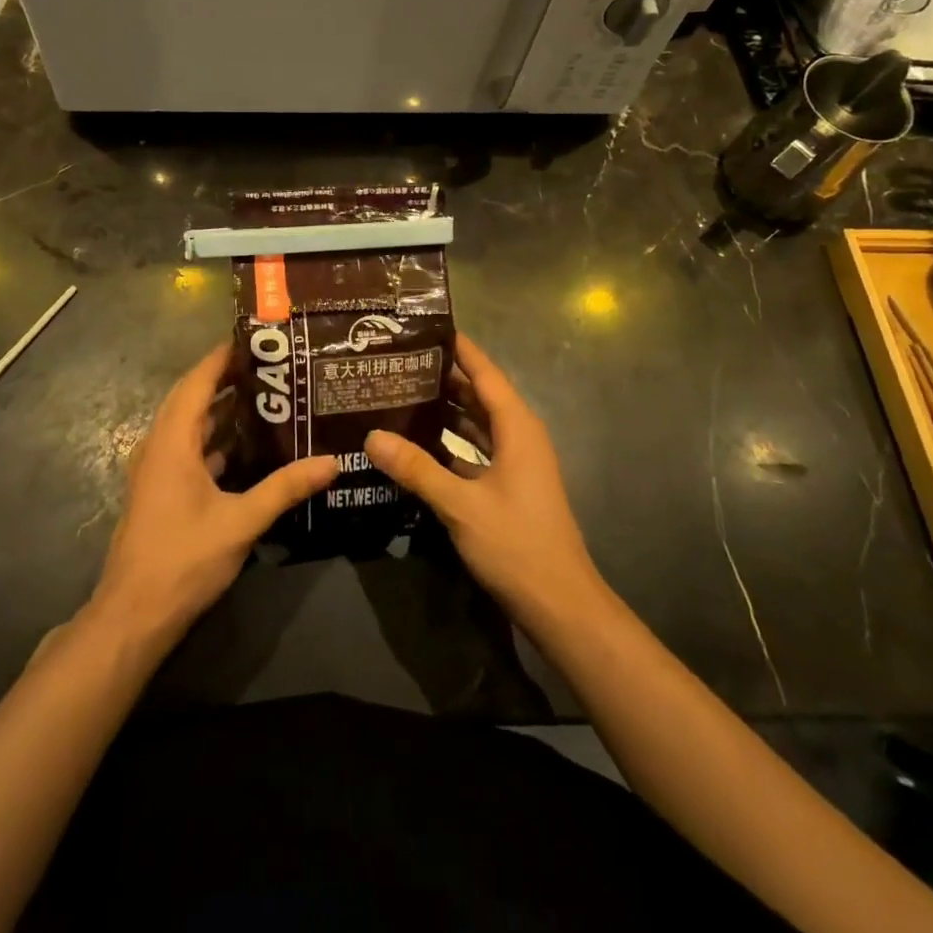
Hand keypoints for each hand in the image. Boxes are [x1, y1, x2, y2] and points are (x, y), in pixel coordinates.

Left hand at [89, 342, 337, 650]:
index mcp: (172, 442)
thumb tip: (332, 462)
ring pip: (188, 426)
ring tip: (264, 398)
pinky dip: (214, 439)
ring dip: (220, 410)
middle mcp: (159, 447)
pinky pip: (188, 449)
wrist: (135, 614)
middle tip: (269, 366)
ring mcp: (156, 470)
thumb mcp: (241, 521)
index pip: (196, 382)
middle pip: (190, 398)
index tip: (254, 339)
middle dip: (225, 378)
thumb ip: (285, 488)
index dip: (221, 357)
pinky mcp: (160, 491)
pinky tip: (246, 447)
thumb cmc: (183, 558)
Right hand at [364, 335, 607, 637]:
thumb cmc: (517, 545)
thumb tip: (372, 435)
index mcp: (517, 427)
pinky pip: (476, 449)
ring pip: (477, 423)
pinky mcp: (509, 486)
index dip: (459, 348)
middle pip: (479, 394)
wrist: (560, 605)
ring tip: (401, 394)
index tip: (426, 327)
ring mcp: (516, 463)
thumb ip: (416, 468)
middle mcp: (519, 436)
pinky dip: (451, 442)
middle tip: (398, 363)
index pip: (485, 373)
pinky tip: (418, 443)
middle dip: (443, 378)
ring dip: (446, 410)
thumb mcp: (460, 505)